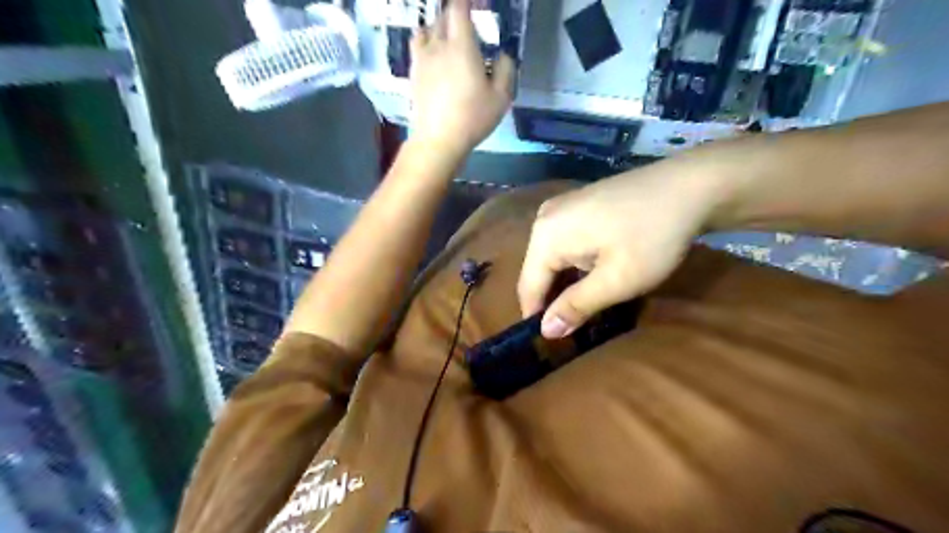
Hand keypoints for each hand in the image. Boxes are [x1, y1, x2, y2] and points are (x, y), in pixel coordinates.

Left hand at [408, 1, 511, 156]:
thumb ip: (506, 70)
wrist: (438, 139)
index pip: (458, 9)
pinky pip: (417, 48)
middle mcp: (438, 46)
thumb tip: (503, 56)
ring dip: (437, 27)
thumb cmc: (472, 118)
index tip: (473, 3)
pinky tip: (434, 57)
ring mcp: (422, 60)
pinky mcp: (414, 74)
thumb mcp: (501, 98)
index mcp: (461, 46)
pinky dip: (426, 44)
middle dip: (455, 14)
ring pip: (426, 30)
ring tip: (447, 38)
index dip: (466, 1)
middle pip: (442, 17)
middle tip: (468, 24)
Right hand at [517, 158, 728, 341]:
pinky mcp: (578, 204)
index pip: (528, 288)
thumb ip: (576, 306)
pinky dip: (575, 264)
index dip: (537, 318)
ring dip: (566, 283)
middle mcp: (544, 218)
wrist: (691, 185)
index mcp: (545, 236)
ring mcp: (561, 207)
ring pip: (552, 258)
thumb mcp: (616, 280)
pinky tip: (594, 274)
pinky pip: (564, 242)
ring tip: (586, 305)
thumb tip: (546, 331)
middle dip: (553, 300)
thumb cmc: (653, 236)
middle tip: (575, 328)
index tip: (552, 344)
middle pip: (538, 271)